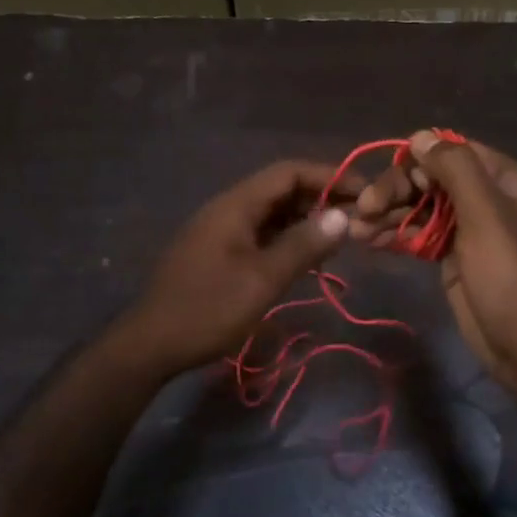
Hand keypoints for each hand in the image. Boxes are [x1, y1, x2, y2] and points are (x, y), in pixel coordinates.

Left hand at [117, 160, 356, 376]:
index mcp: (236, 205)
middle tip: (356, 220)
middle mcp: (228, 209)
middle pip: (281, 190)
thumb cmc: (209, 309)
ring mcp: (221, 231)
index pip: (289, 172)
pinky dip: (287, 239)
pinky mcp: (218, 253)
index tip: (364, 193)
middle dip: (321, 199)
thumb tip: (343, 215)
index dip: (329, 177)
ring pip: (272, 213)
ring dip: (305, 221)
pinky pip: (260, 234)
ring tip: (339, 239)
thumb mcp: (263, 279)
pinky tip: (306, 259)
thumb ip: (304, 245)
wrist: (152, 344)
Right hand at [350, 131, 516, 398]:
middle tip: (363, 209)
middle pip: (430, 179)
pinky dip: (395, 235)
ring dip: (388, 214)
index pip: (451, 151)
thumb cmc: (510, 275)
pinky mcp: (451, 258)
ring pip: (420, 208)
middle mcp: (484, 198)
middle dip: (395, 190)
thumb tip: (420, 135)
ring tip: (356, 229)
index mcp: (501, 179)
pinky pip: (418, 235)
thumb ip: (455, 169)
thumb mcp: (486, 215)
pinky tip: (368, 240)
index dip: (417, 159)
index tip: (388, 177)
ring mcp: (467, 230)